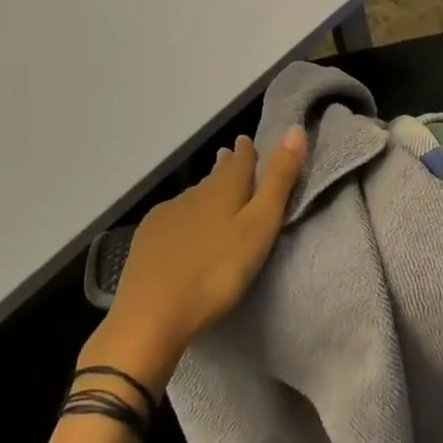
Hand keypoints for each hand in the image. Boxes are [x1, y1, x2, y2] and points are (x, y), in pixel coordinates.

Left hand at [88, 128, 307, 391]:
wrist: (152, 314)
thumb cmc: (217, 271)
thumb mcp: (260, 226)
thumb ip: (279, 180)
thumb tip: (295, 128)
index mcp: (225, 188)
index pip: (240, 160)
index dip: (247, 151)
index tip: (248, 141)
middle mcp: (195, 193)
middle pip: (215, 176)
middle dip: (226, 168)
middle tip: (230, 159)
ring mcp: (167, 214)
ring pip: (194, 195)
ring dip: (206, 192)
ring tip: (212, 194)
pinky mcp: (147, 238)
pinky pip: (173, 216)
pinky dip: (184, 215)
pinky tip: (182, 227)